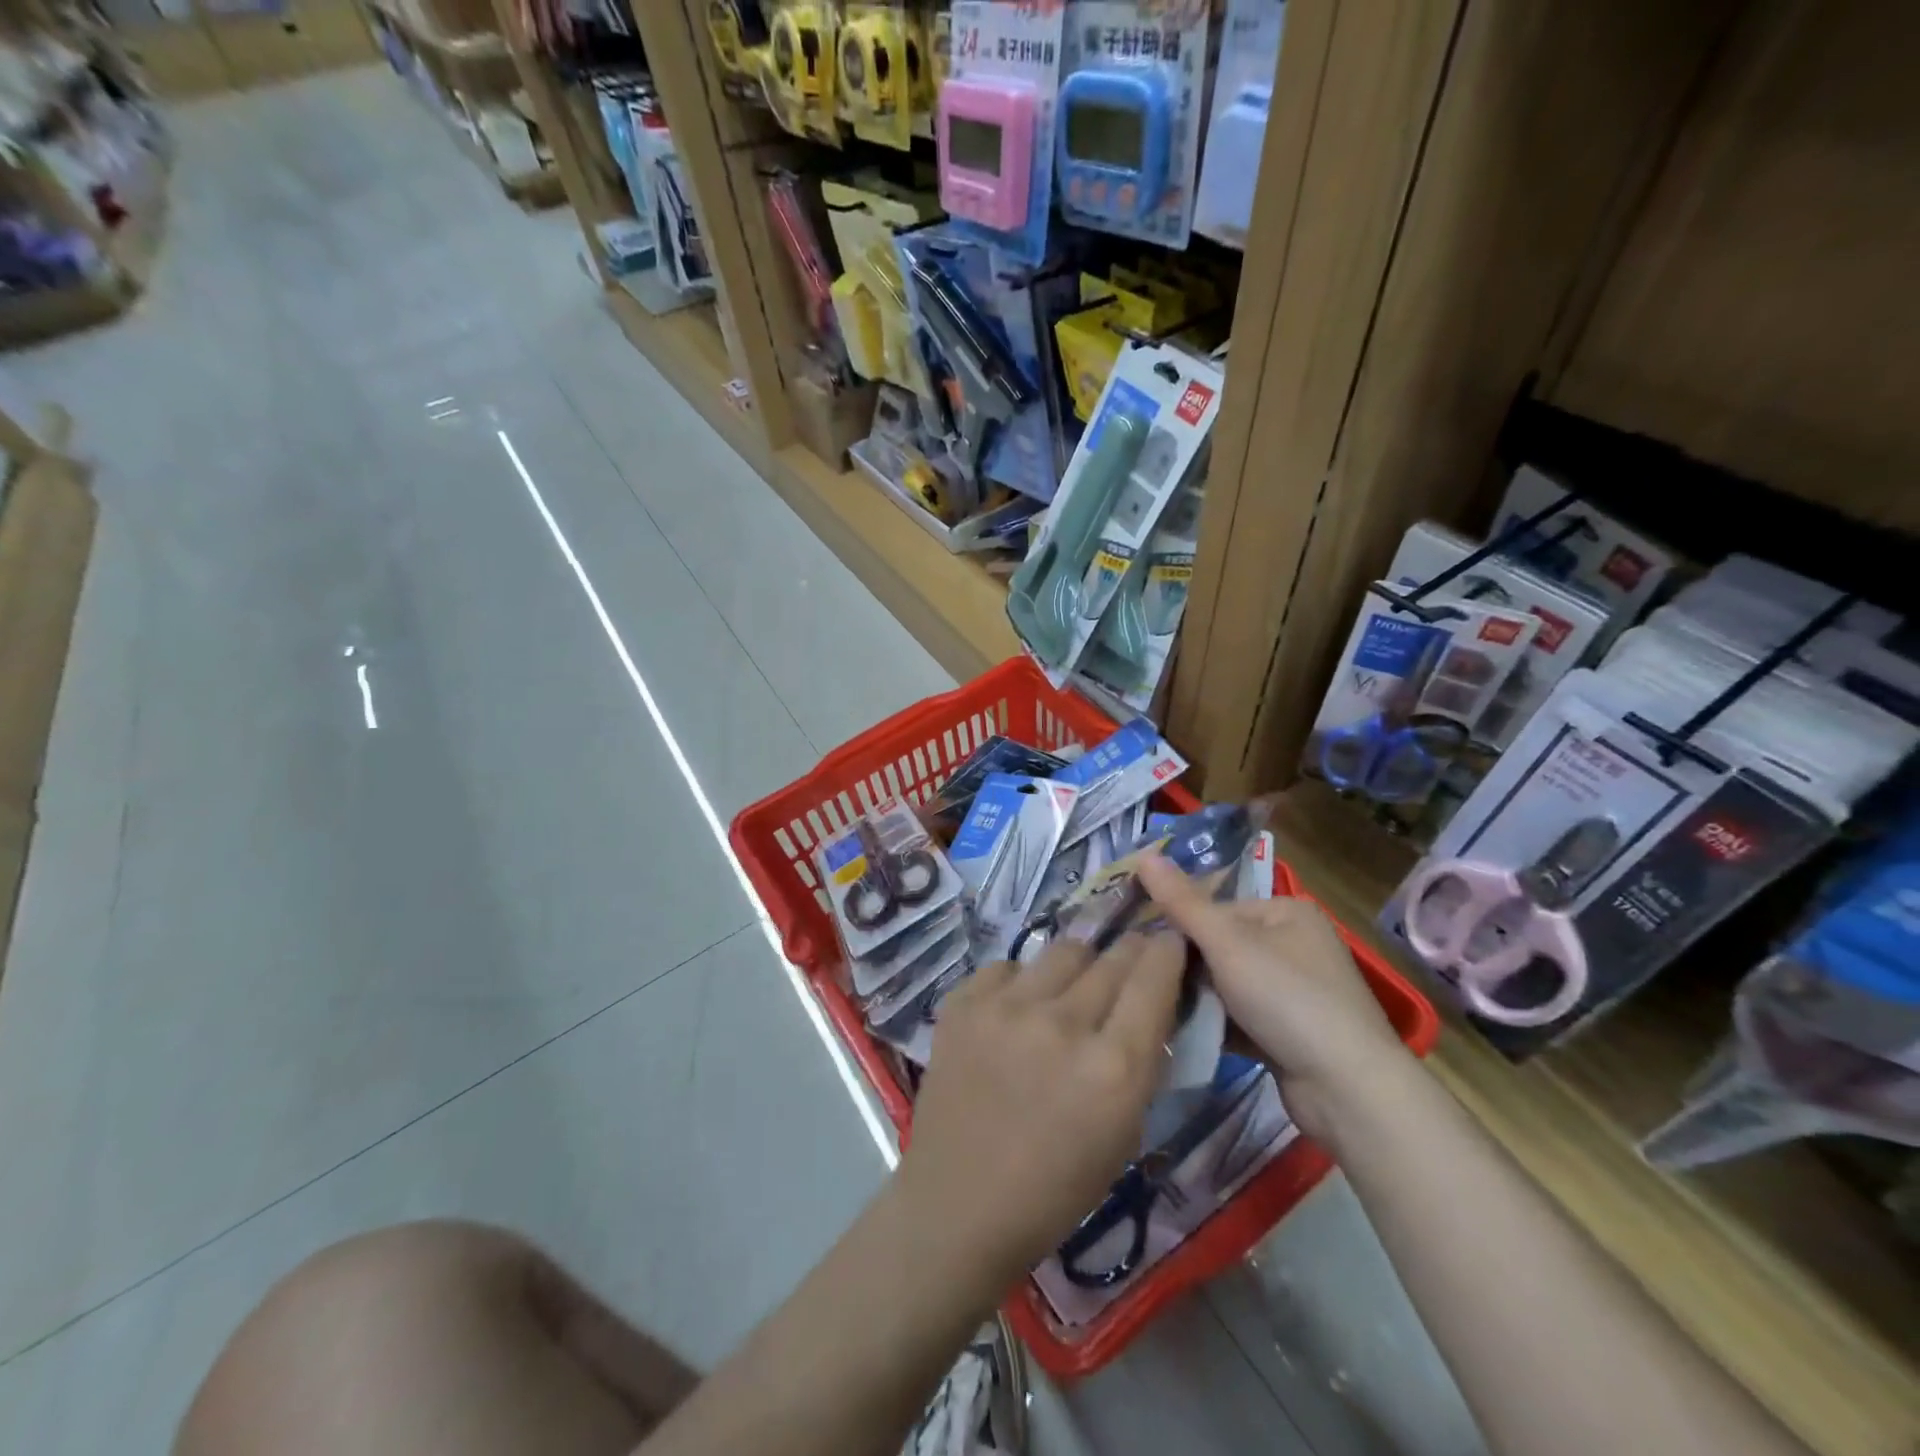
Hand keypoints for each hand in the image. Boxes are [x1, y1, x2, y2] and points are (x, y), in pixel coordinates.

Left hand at [898, 931, 1185, 1287]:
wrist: (957, 1205)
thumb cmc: (1054, 1189)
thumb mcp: (1123, 1133)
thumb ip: (1141, 1063)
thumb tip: (1149, 1006)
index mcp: (1113, 1067)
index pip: (1153, 978)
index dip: (1167, 953)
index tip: (1169, 943)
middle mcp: (1062, 1023)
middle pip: (1110, 957)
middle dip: (1129, 954)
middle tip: (1129, 961)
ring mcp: (1005, 1007)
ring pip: (1062, 951)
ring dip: (1077, 967)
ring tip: (1069, 992)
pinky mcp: (962, 1003)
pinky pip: (1007, 967)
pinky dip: (1020, 983)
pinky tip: (1014, 1014)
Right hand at [1136, 854, 1409, 1141]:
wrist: (1347, 1089)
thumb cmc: (1287, 999)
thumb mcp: (1226, 943)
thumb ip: (1181, 902)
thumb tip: (1143, 855)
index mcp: (1286, 911)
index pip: (1215, 909)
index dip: (1178, 927)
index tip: (1143, 950)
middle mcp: (1295, 944)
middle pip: (1220, 947)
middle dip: (1187, 967)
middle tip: (1148, 981)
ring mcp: (1296, 991)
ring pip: (1228, 985)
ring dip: (1199, 998)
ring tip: (1159, 1008)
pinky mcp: (1291, 1032)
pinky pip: (1241, 1017)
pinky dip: (1217, 1023)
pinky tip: (1184, 1033)